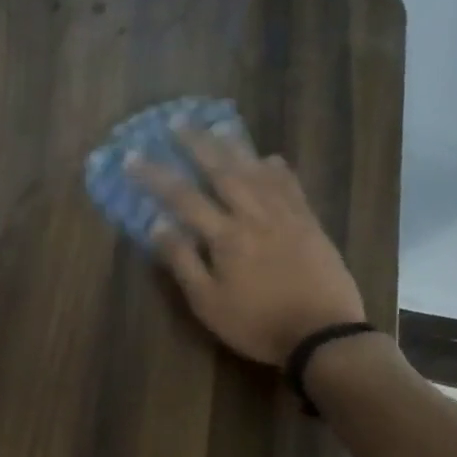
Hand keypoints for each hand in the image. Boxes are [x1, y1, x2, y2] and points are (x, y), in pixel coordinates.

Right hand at [130, 127, 364, 364]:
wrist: (323, 335)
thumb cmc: (256, 323)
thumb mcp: (208, 303)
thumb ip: (183, 261)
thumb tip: (158, 224)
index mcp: (226, 236)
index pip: (183, 198)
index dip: (156, 175)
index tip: (133, 157)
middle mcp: (255, 216)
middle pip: (222, 171)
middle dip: (196, 145)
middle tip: (177, 122)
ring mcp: (287, 216)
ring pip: (257, 171)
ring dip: (235, 147)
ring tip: (218, 128)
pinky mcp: (310, 224)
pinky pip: (291, 186)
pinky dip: (277, 169)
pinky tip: (269, 158)